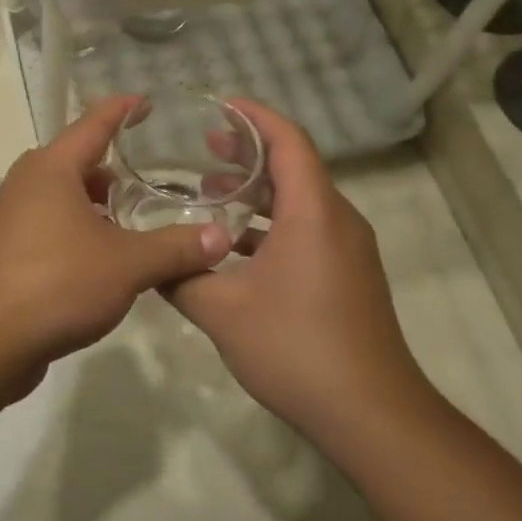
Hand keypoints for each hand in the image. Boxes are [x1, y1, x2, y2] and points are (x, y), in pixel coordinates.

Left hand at [0, 97, 230, 367]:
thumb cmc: (56, 282)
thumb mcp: (127, 264)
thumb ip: (175, 248)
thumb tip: (221, 237)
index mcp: (52, 168)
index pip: (94, 123)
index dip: (123, 110)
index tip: (146, 101)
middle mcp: (27, 183)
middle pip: (78, 162)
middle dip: (115, 170)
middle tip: (154, 180)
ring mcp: (11, 217)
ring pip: (63, 198)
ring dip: (97, 206)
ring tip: (135, 223)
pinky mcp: (6, 251)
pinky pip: (50, 227)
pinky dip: (79, 232)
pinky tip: (104, 260)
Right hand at [165, 100, 431, 439]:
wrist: (371, 413)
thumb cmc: (295, 347)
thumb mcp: (221, 310)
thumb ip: (179, 277)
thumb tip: (150, 262)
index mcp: (313, 212)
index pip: (288, 141)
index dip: (254, 117)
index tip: (219, 107)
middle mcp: (337, 220)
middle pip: (295, 166)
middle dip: (249, 152)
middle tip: (204, 149)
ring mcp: (348, 249)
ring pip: (300, 200)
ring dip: (258, 191)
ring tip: (211, 192)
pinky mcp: (348, 274)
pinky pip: (308, 228)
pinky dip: (271, 222)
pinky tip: (234, 246)